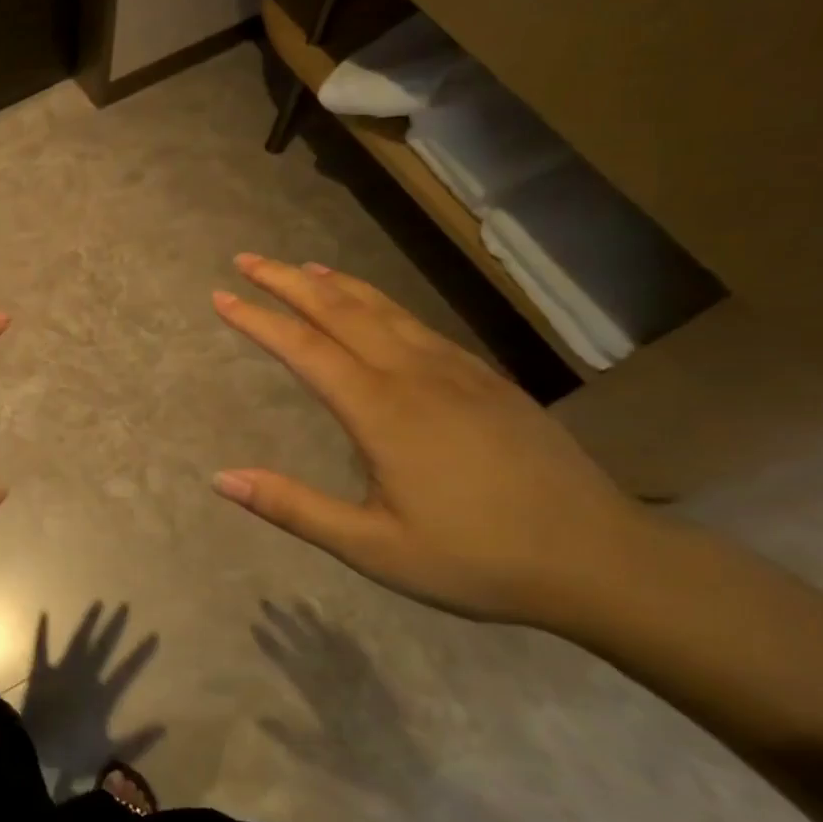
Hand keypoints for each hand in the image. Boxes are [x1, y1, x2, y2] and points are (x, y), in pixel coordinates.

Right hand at [211, 253, 661, 626]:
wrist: (602, 559)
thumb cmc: (476, 560)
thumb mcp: (373, 549)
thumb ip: (293, 508)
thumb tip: (221, 477)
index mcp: (382, 412)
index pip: (304, 349)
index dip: (258, 320)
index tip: (220, 296)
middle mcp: (415, 375)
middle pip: (340, 311)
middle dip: (287, 282)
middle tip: (246, 262)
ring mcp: (456, 371)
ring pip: (383, 309)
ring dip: (334, 284)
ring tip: (300, 267)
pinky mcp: (486, 379)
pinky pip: (418, 324)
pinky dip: (380, 303)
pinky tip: (374, 308)